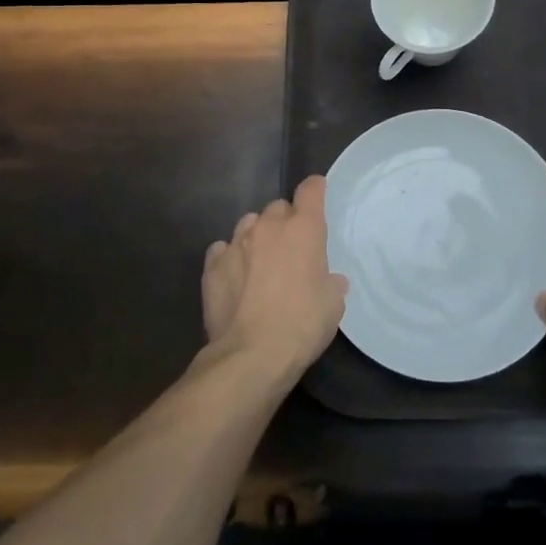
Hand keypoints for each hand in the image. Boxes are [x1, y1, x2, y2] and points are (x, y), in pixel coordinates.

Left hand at [202, 176, 347, 380]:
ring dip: (257, 236)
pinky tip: (235, 277)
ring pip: (249, 224)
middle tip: (290, 248)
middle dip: (285, 222)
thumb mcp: (333, 305)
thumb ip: (331, 283)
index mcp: (303, 229)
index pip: (311, 189)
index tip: (318, 198)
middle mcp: (268, 226)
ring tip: (260, 262)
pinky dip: (230, 257)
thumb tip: (330, 280)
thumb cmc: (302, 324)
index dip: (315, 190)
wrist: (251, 355)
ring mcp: (236, 243)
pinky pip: (222, 249)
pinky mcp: (212, 264)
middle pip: (278, 207)